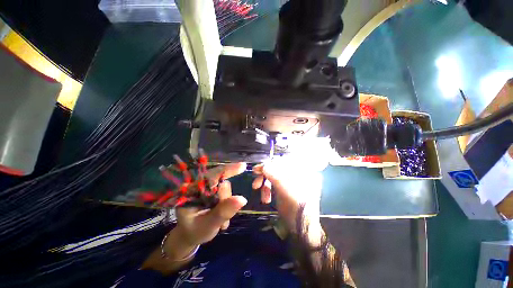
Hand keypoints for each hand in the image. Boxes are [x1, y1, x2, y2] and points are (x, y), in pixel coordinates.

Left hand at [174, 162, 246, 245]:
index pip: (211, 176)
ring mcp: (206, 188)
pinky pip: (225, 192)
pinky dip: (227, 204)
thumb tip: (242, 199)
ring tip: (221, 222)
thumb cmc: (195, 232)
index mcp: (192, 190)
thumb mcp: (208, 225)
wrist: (191, 236)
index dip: (227, 169)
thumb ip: (223, 212)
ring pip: (225, 188)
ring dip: (227, 203)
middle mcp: (199, 185)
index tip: (243, 166)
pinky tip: (222, 218)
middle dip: (226, 198)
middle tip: (224, 219)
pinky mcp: (212, 191)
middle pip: (220, 182)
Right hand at [252, 158, 323, 245]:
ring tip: (260, 193)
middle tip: (255, 179)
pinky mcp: (283, 189)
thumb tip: (264, 165)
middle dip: (265, 174)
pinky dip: (267, 189)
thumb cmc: (298, 210)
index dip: (271, 163)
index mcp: (302, 172)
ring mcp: (289, 182)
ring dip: (265, 184)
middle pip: (277, 168)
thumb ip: (276, 177)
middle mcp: (296, 174)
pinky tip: (265, 198)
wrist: (302, 231)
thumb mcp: (287, 192)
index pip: (284, 161)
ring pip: (273, 176)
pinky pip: (272, 184)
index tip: (259, 168)